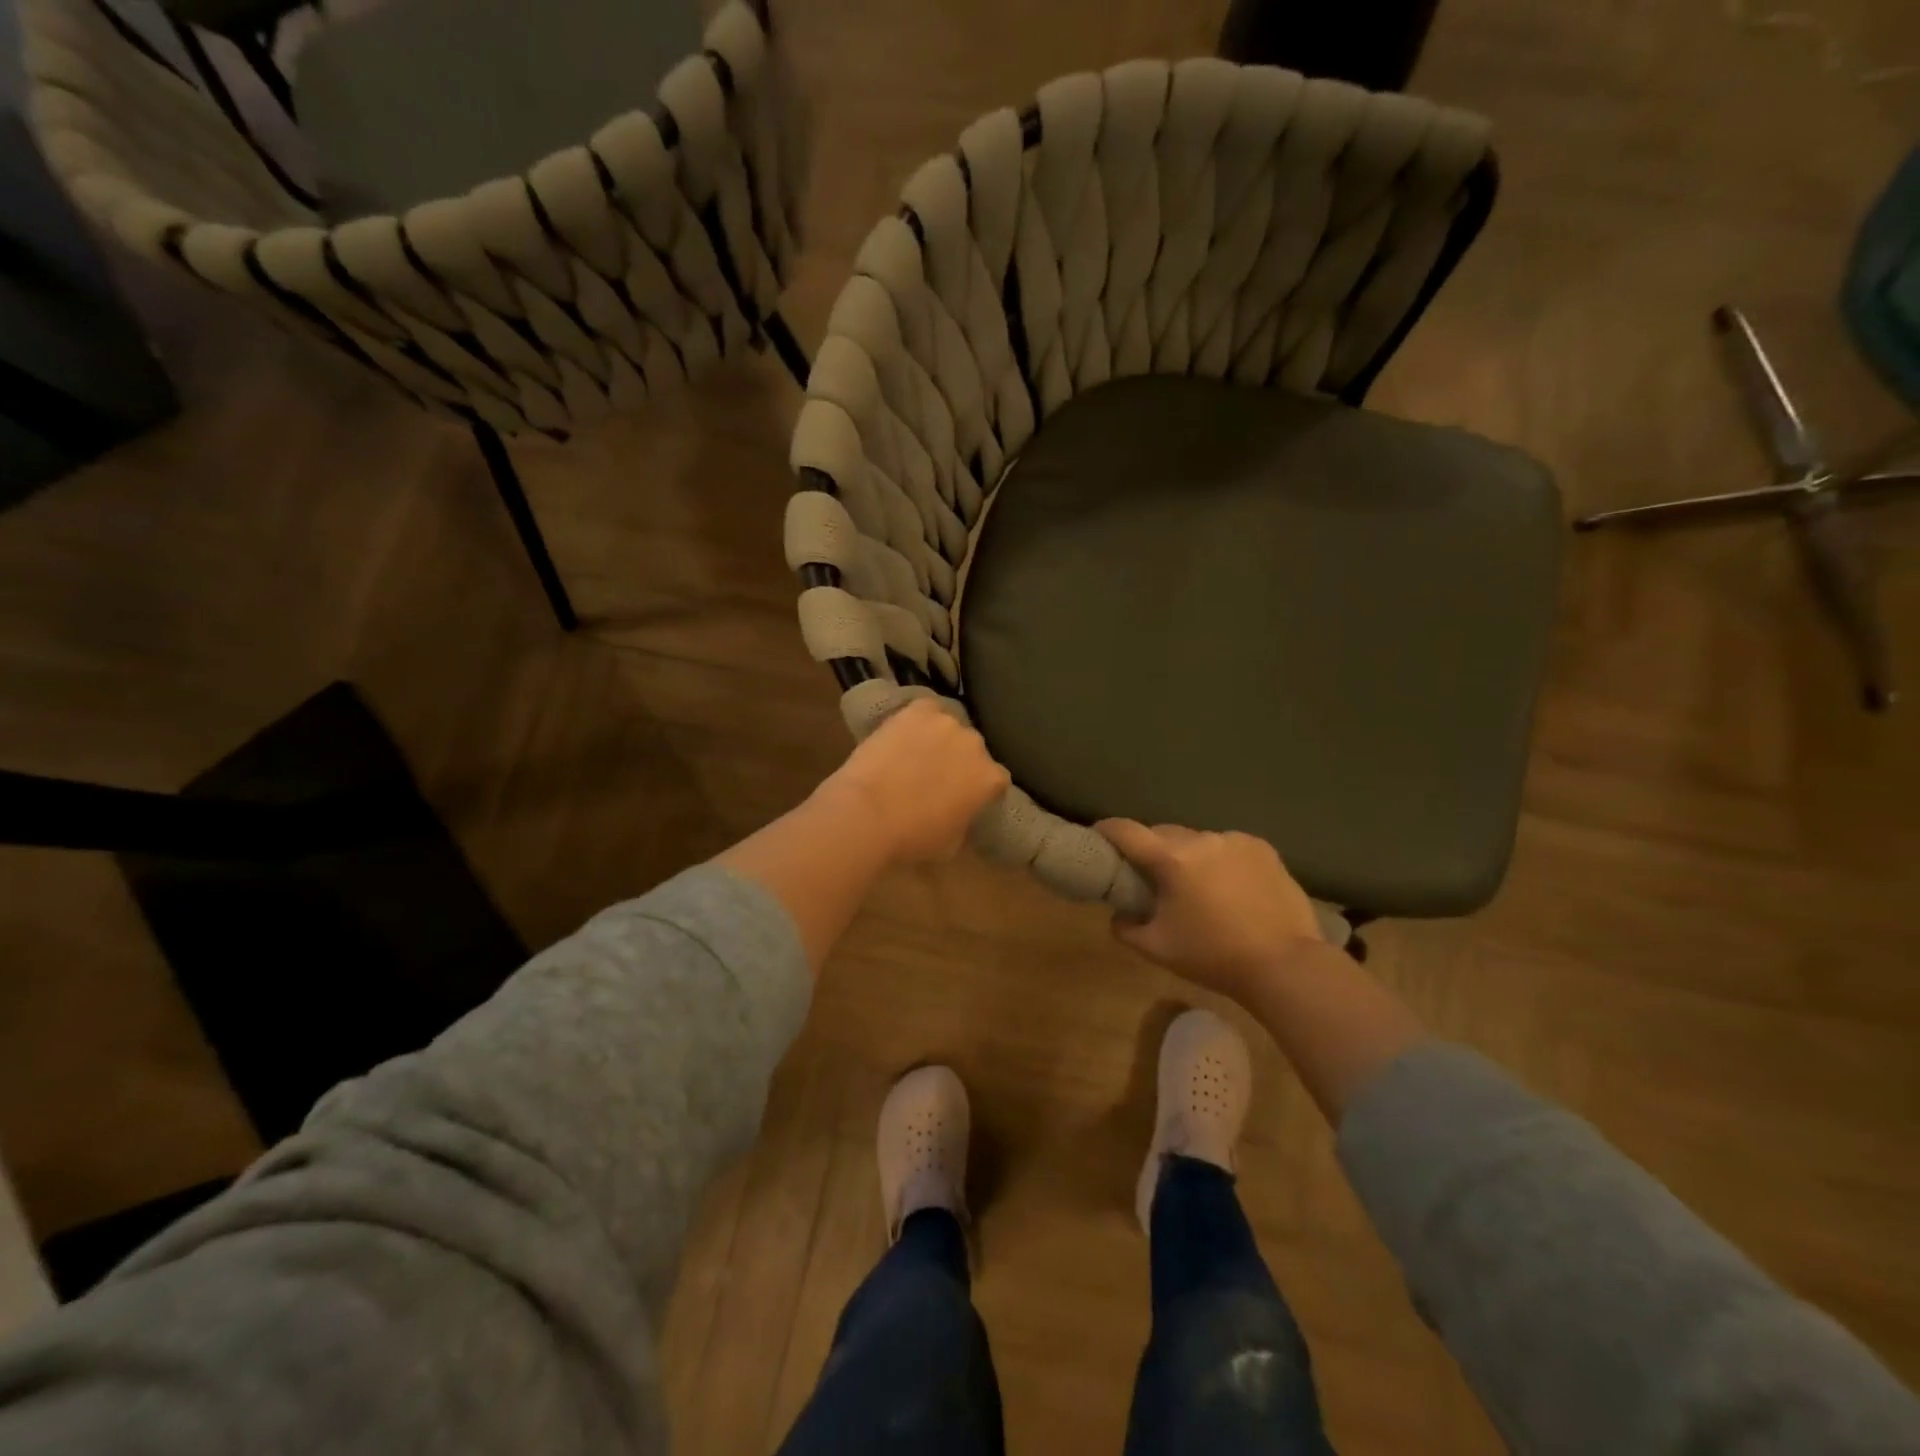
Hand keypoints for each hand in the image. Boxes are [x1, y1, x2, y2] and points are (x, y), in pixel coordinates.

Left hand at [819, 699, 1010, 863]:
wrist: (868, 814)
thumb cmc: (911, 838)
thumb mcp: (952, 843)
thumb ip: (965, 820)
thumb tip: (960, 812)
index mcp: (990, 779)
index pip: (996, 779)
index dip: (979, 788)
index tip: (964, 798)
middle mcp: (976, 745)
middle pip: (973, 750)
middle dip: (960, 761)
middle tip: (936, 778)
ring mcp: (947, 723)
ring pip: (949, 727)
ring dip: (939, 739)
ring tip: (914, 754)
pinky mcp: (918, 710)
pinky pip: (926, 710)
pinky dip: (919, 719)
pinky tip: (904, 733)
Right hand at [1095, 820, 1322, 1001]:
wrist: (1285, 965)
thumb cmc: (1214, 956)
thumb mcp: (1157, 949)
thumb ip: (1126, 928)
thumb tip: (1119, 914)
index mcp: (1172, 859)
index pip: (1127, 831)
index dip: (1106, 830)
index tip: (1097, 835)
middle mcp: (1202, 839)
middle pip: (1163, 834)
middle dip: (1151, 849)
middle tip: (1149, 875)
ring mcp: (1235, 841)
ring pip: (1197, 840)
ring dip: (1188, 855)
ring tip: (1196, 885)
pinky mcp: (1263, 849)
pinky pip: (1228, 847)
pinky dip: (1219, 860)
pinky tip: (1229, 887)